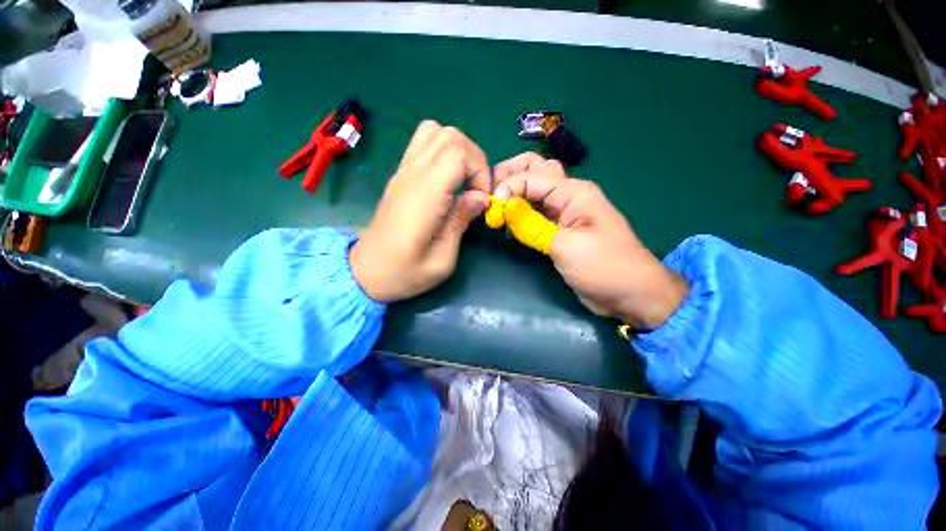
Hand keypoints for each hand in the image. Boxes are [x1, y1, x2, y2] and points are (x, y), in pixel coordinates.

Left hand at [350, 121, 490, 301]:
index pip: (457, 153)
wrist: (365, 272)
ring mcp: (403, 172)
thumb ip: (461, 222)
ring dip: (458, 150)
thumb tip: (480, 197)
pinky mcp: (400, 175)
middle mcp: (411, 176)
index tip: (482, 199)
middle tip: (477, 189)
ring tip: (465, 179)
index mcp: (423, 197)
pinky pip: (423, 143)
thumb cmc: (404, 273)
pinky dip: (443, 151)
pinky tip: (448, 179)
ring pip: (435, 132)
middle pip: (449, 135)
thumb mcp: (441, 260)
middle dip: (474, 158)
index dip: (479, 170)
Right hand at [493, 153, 687, 328]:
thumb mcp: (566, 246)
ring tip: (496, 204)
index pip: (532, 176)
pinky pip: (535, 212)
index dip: (508, 186)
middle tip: (490, 192)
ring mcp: (563, 212)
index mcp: (574, 192)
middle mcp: (568, 195)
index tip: (492, 208)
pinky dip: (520, 212)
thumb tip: (504, 207)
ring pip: (534, 189)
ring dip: (514, 191)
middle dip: (510, 175)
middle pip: (535, 169)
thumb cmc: (604, 267)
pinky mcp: (559, 229)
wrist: (631, 293)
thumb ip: (533, 226)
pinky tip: (509, 221)